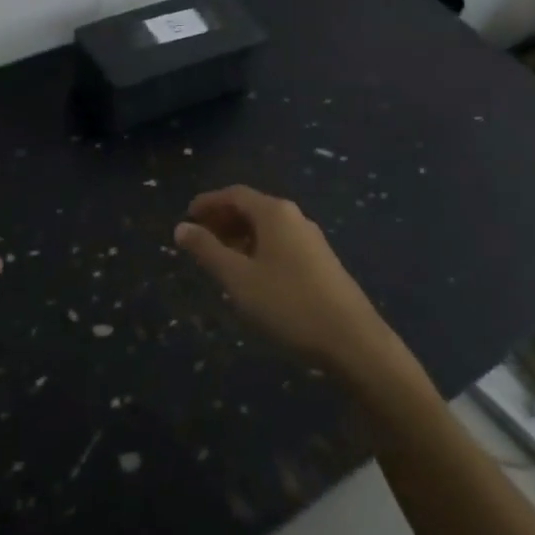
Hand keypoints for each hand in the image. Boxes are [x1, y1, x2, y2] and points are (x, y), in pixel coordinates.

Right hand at [175, 186, 395, 375]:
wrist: (353, 340)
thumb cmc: (288, 303)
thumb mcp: (238, 278)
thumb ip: (207, 251)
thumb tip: (181, 228)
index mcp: (274, 213)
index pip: (234, 194)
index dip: (208, 202)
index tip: (187, 216)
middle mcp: (294, 217)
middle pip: (252, 208)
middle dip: (223, 219)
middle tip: (199, 238)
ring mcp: (311, 239)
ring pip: (267, 228)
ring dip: (240, 236)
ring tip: (220, 258)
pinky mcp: (321, 262)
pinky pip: (280, 243)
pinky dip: (258, 249)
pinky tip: (251, 275)